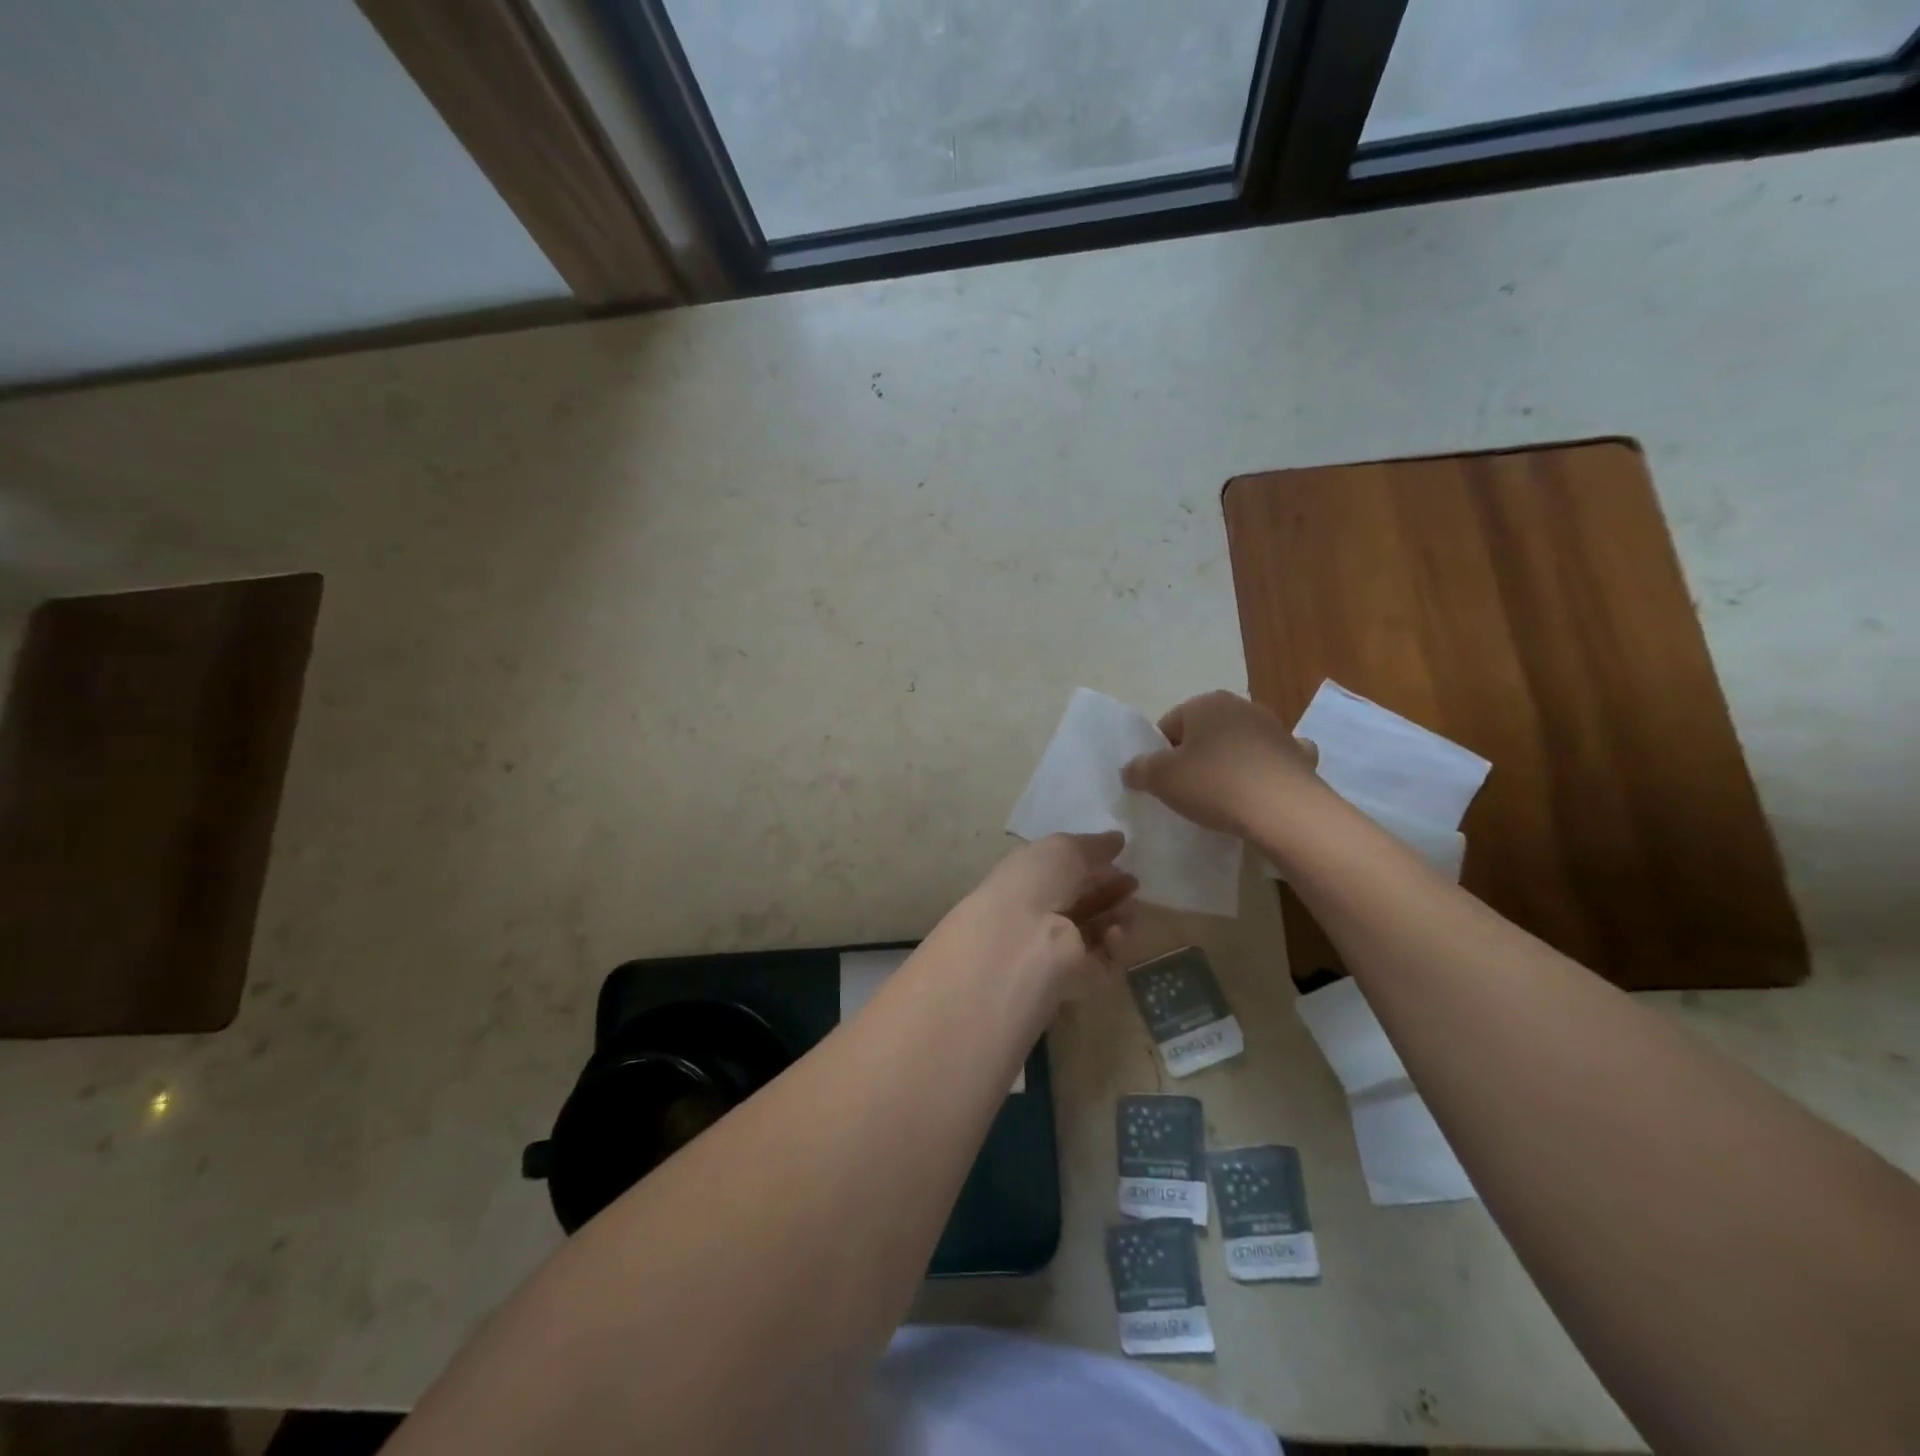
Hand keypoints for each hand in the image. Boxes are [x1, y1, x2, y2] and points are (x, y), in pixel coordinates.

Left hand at [939, 832, 1137, 1003]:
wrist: (1020, 944)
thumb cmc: (1036, 883)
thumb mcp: (1063, 849)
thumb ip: (1093, 845)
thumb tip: (1117, 839)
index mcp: (1031, 880)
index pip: (1066, 873)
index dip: (1093, 865)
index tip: (1120, 858)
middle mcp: (1043, 914)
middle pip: (1084, 902)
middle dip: (1111, 890)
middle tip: (1133, 883)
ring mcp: (1060, 948)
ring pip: (1099, 931)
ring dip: (1118, 915)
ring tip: (1129, 905)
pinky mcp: (1079, 978)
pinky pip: (1106, 959)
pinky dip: (1115, 944)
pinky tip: (1115, 932)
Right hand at [1121, 690, 1320, 836]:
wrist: (1284, 811)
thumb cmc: (1215, 785)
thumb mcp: (1161, 779)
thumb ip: (1140, 770)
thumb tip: (1132, 768)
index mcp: (1206, 703)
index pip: (1169, 725)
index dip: (1160, 754)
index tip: (1163, 782)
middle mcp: (1242, 706)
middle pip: (1205, 732)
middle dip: (1195, 756)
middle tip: (1188, 791)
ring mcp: (1276, 729)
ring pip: (1239, 744)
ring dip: (1229, 763)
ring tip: (1222, 798)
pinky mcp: (1298, 755)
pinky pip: (1273, 760)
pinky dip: (1265, 771)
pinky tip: (1260, 791)